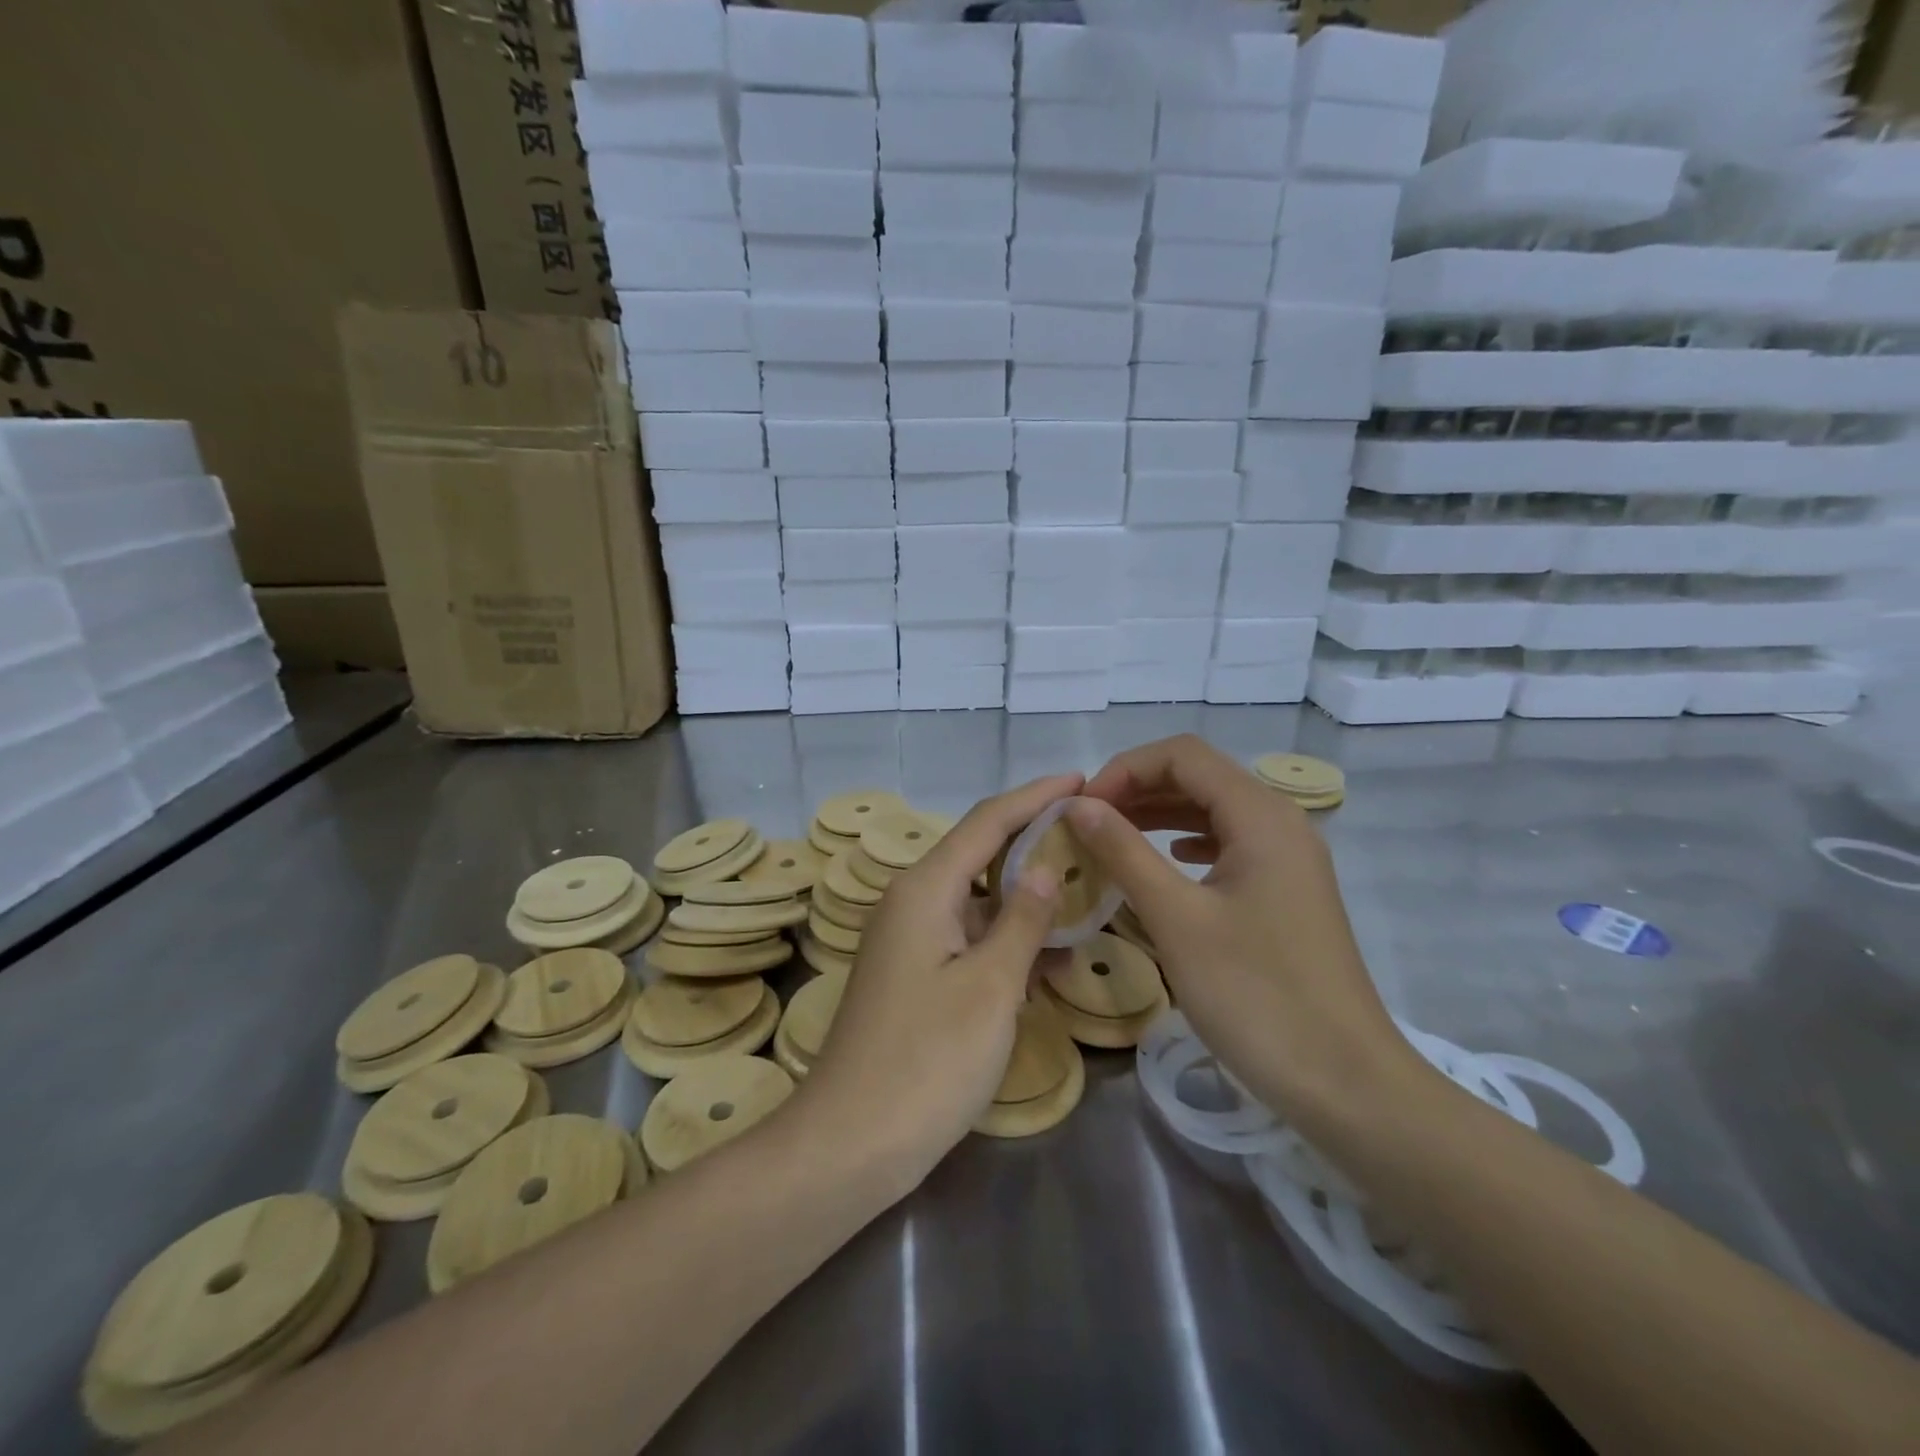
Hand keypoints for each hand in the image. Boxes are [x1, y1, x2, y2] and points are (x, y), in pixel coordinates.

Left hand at [798, 773, 1082, 1182]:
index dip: (1035, 796)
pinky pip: (968, 938)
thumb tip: (1046, 867)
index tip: (1082, 780)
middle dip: (1035, 842)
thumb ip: (1022, 921)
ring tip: (1087, 894)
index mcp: (925, 889)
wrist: (850, 1143)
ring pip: (978, 900)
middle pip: (981, 853)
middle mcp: (912, 902)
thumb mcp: (990, 987)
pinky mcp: (915, 975)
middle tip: (1094, 837)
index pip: (987, 820)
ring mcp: (910, 940)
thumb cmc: (926, 1062)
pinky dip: (1008, 940)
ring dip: (1027, 898)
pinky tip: (1051, 957)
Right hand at [1068, 736, 1423, 1121]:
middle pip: (1200, 776)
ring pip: (1214, 810)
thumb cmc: (1256, 995)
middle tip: (1087, 822)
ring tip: (1111, 837)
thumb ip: (1124, 852)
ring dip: (1159, 813)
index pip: (1182, 756)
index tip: (1083, 808)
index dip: (1125, 769)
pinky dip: (1186, 841)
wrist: (1345, 1083)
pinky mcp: (1287, 892)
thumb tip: (1079, 804)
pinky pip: (1229, 844)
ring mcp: (1289, 859)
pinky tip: (1167, 861)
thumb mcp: (1178, 919)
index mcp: (1260, 816)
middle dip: (1138, 788)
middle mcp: (1281, 823)